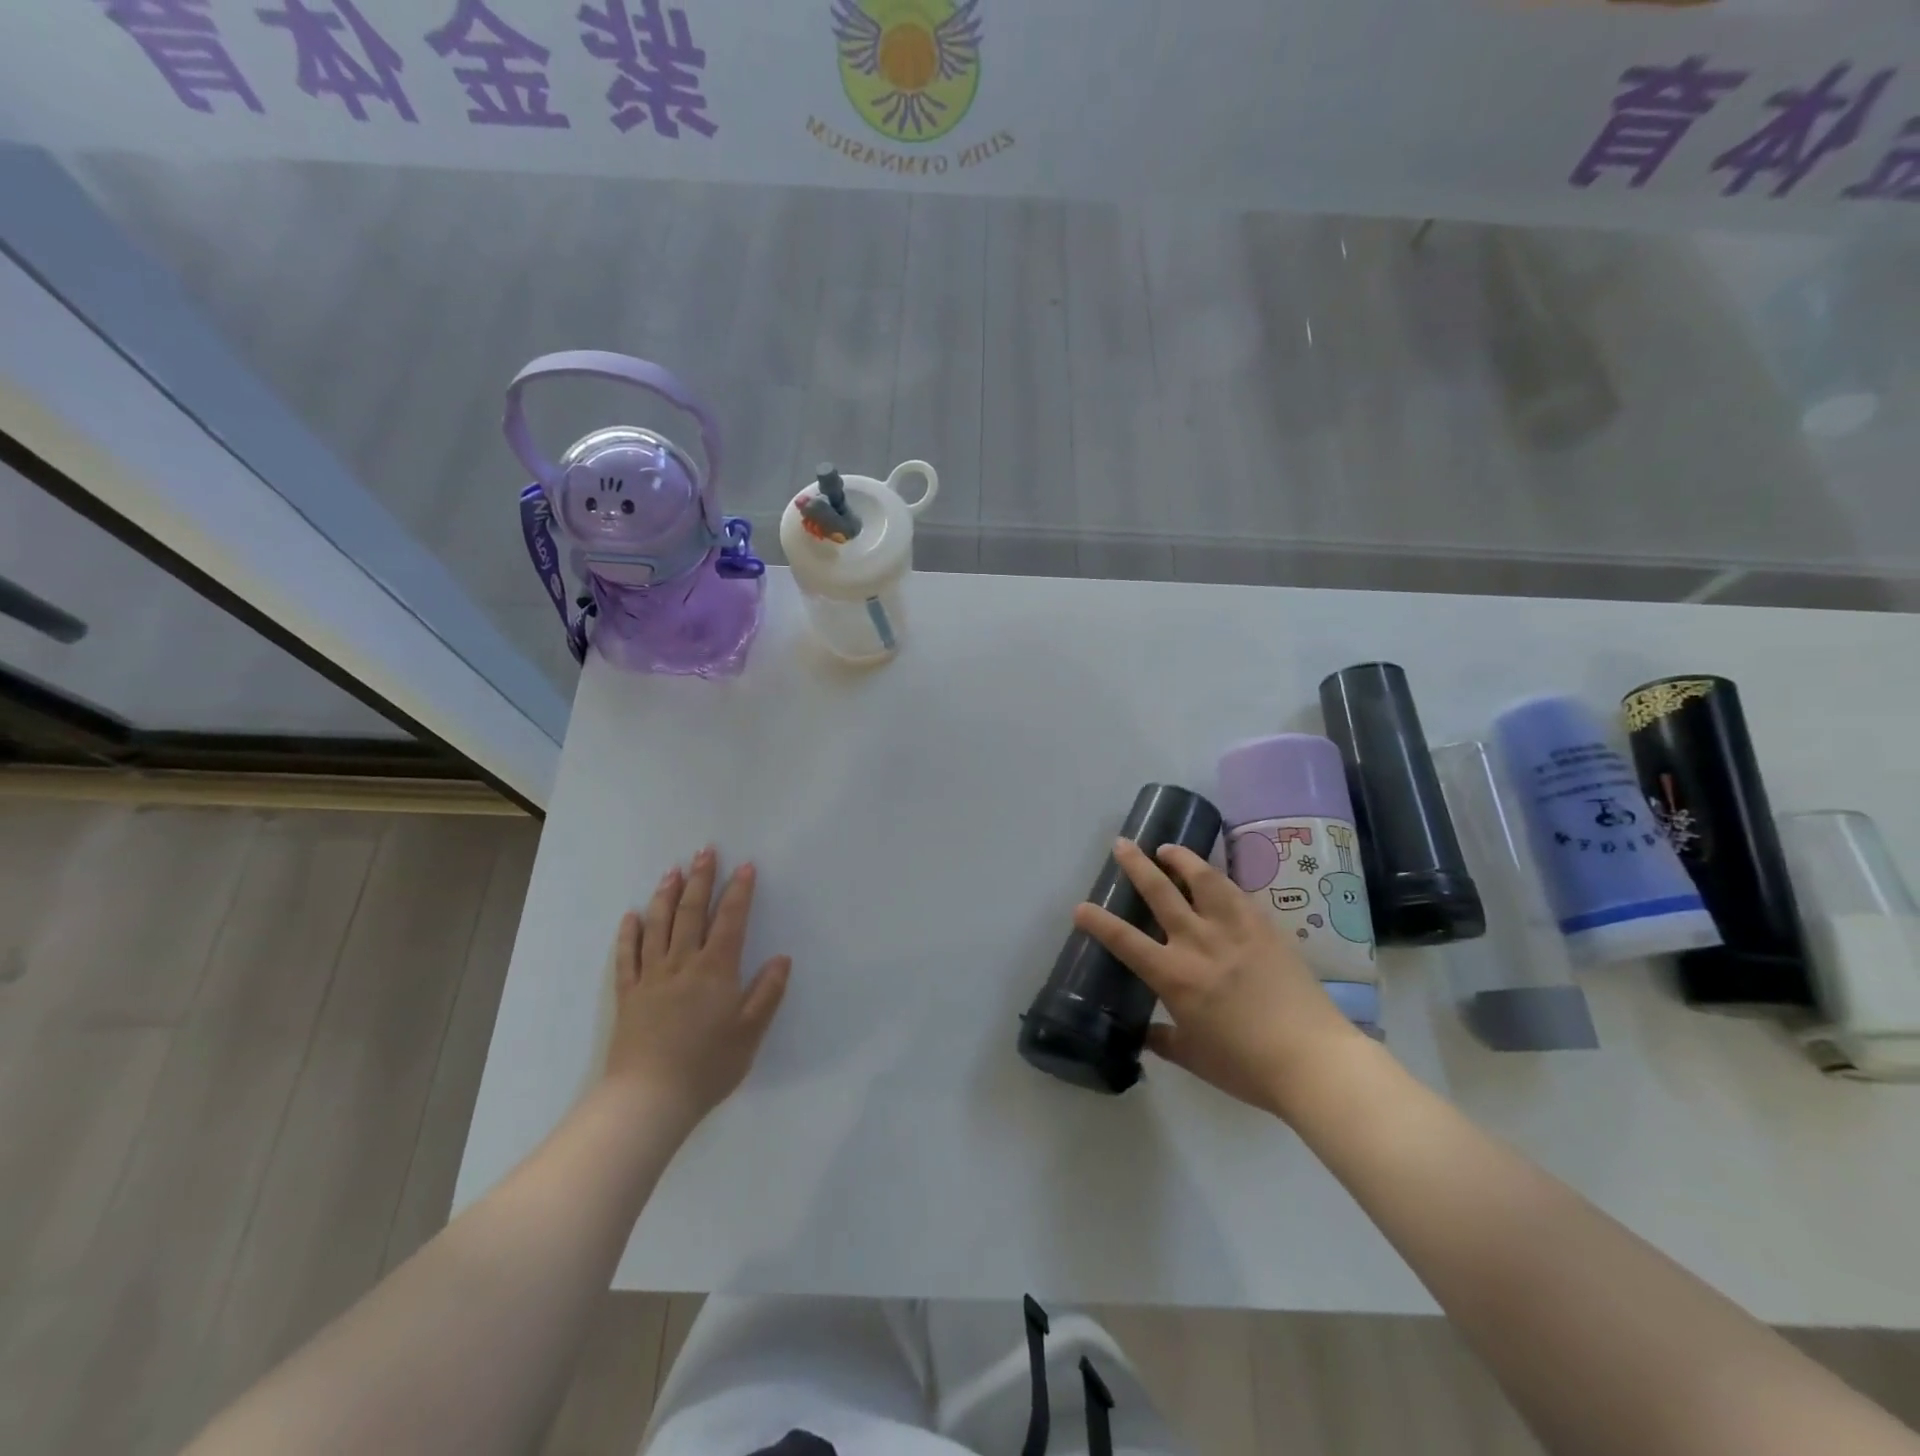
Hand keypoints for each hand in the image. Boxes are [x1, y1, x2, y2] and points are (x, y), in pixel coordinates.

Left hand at [604, 845, 791, 1126]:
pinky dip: (630, 933)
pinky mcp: (628, 994)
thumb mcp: (750, 1033)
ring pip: (658, 926)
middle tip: (705, 851)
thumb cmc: (707, 1066)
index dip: (739, 891)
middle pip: (692, 912)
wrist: (649, 1099)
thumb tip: (782, 958)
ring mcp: (651, 977)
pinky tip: (632, 916)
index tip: (746, 866)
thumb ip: (767, 993)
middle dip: (701, 879)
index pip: (730, 920)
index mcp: (715, 970)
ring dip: (666, 895)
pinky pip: (627, 956)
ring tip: (672, 870)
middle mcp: (682, 964)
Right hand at [1072, 838, 1367, 1116]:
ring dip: (1181, 858)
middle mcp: (1198, 943)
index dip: (1098, 922)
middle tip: (1122, 844)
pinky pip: (1236, 892)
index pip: (1125, 941)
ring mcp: (1234, 929)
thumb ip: (1164, 1040)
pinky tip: (1213, 877)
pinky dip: (1218, 878)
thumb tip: (1144, 1033)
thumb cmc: (1246, 1066)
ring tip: (1168, 848)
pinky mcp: (1264, 926)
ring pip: (1202, 879)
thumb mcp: (1194, 1058)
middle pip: (1159, 892)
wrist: (1312, 1059)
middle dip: (1136, 865)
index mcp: (1174, 976)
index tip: (1080, 907)